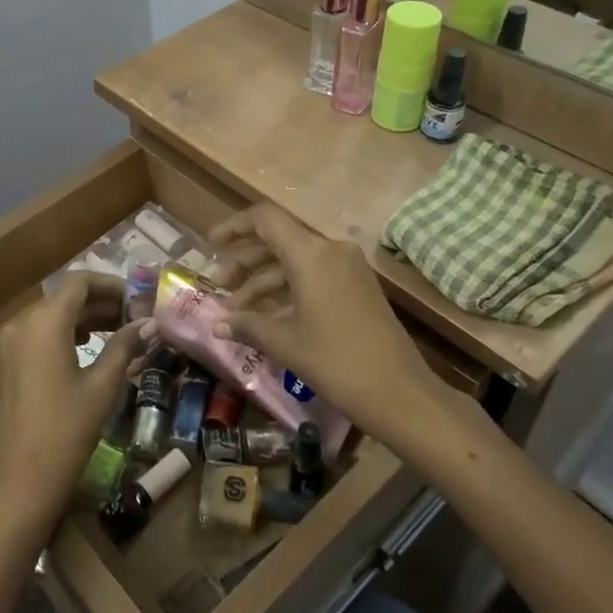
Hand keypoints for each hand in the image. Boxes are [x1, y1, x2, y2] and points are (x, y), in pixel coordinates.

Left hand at [0, 273, 149, 531]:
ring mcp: (11, 342)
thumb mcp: (103, 385)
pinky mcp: (9, 360)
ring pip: (53, 314)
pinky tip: (90, 345)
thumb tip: (151, 323)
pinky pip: (40, 332)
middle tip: (135, 317)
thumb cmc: (69, 428)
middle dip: (101, 302)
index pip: (79, 282)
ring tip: (120, 331)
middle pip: (66, 297)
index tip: (136, 299)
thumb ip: (125, 346)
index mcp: (44, 323)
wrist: (25, 478)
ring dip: (86, 317)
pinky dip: (67, 332)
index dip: (110, 284)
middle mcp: (22, 323)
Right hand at [206, 205, 444, 443]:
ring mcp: (348, 268)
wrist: (400, 393)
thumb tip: (217, 325)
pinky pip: (314, 275)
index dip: (235, 226)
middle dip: (246, 260)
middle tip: (221, 284)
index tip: (212, 243)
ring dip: (265, 280)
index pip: (266, 219)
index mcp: (311, 254)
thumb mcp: (285, 342)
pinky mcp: (358, 287)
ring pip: (296, 261)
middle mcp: (331, 250)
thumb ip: (248, 325)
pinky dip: (288, 289)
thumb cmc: (336, 361)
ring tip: (237, 309)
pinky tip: (267, 315)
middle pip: (279, 240)